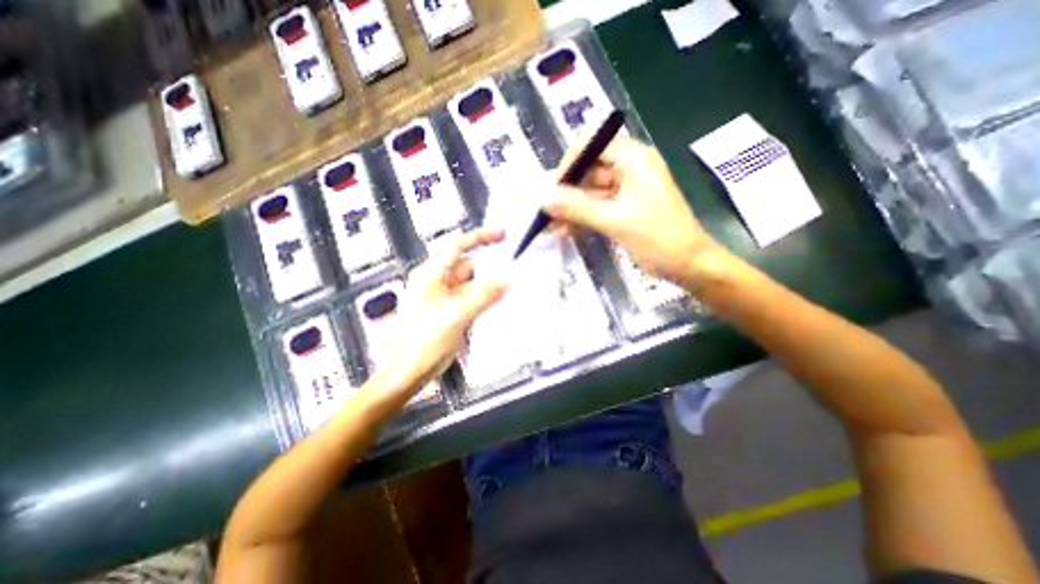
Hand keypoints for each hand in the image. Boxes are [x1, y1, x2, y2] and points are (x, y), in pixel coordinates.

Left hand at [389, 227, 510, 387]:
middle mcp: (436, 282)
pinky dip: (484, 299)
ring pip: (471, 283)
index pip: (458, 247)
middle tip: (514, 269)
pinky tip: (498, 303)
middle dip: (489, 267)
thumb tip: (507, 279)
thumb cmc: (423, 341)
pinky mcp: (450, 311)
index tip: (502, 235)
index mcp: (431, 274)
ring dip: (489, 285)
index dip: (480, 238)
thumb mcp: (456, 315)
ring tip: (511, 287)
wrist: (407, 371)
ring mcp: (444, 297)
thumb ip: (483, 295)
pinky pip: (471, 298)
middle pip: (467, 266)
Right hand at [544, 136, 728, 292]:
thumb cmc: (658, 238)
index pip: (593, 145)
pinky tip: (565, 230)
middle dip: (566, 192)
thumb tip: (544, 199)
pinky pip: (597, 207)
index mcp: (634, 159)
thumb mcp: (615, 221)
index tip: (553, 188)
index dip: (570, 163)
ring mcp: (626, 190)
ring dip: (571, 209)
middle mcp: (629, 168)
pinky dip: (582, 218)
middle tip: (546, 212)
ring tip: (550, 226)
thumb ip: (578, 208)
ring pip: (590, 192)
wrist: (688, 265)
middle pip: (589, 171)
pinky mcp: (623, 208)